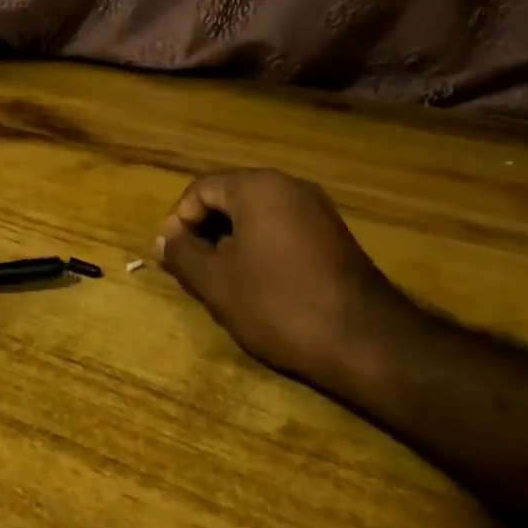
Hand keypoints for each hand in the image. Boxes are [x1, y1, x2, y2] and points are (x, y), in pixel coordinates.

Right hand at [154, 169, 413, 395]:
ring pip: (256, 214)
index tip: (170, 257)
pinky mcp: (333, 235)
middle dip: (203, 230)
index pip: (201, 189)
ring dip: (230, 240)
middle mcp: (290, 187)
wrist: (365, 341)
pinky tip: (256, 283)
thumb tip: (163, 240)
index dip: (178, 220)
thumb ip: (182, 254)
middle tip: (191, 268)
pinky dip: (259, 247)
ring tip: (219, 279)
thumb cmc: (279, 304)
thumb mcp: (217, 282)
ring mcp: (317, 210)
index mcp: (258, 188)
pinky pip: (282, 228)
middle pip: (229, 196)